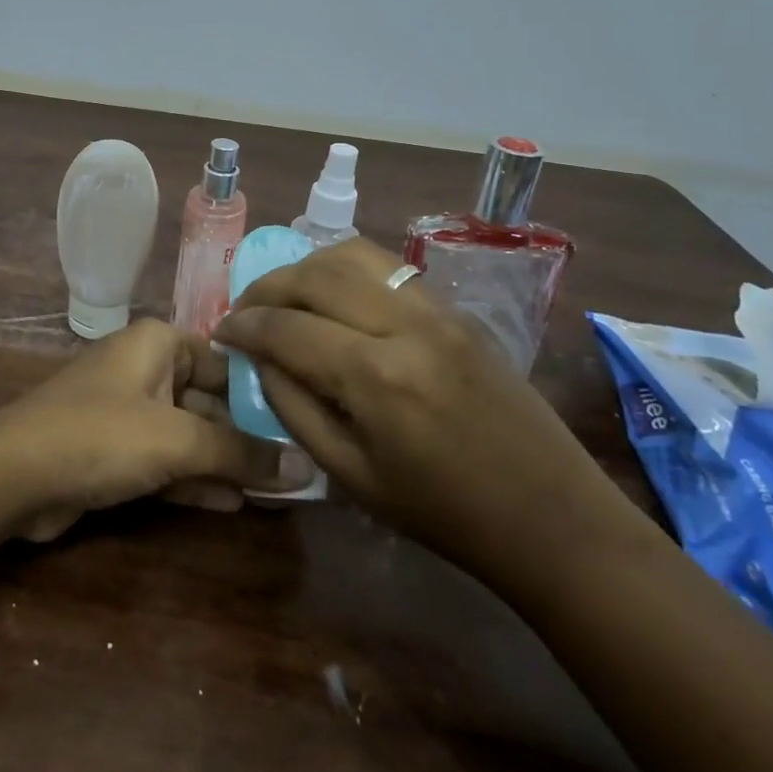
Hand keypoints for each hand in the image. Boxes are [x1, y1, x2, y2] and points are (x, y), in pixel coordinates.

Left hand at [0, 318, 316, 540]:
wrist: (13, 474)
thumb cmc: (102, 435)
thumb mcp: (178, 440)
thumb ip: (241, 452)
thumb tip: (305, 467)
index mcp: (160, 343)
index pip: (227, 359)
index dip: (264, 390)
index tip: (305, 421)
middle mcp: (145, 368)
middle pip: (210, 399)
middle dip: (248, 435)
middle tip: (299, 467)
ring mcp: (128, 411)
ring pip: (189, 434)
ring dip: (225, 462)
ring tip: (277, 491)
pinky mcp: (114, 450)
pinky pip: (166, 460)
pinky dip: (195, 479)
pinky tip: (235, 504)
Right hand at [214, 239, 642, 589]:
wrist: (551, 516)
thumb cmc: (443, 513)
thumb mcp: (350, 476)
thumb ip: (293, 409)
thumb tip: (260, 360)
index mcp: (376, 377)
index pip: (287, 328)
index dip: (244, 325)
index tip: (221, 331)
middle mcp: (405, 326)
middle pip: (315, 275)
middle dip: (267, 287)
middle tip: (245, 310)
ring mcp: (438, 310)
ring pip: (353, 255)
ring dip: (306, 268)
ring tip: (285, 296)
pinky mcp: (457, 310)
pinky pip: (388, 269)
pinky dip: (346, 270)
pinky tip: (334, 297)